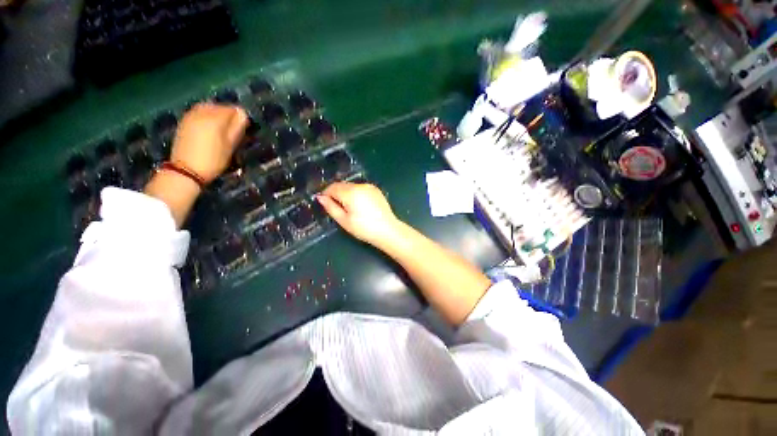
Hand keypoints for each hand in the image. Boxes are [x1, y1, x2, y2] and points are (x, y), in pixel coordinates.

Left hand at [170, 103, 248, 183]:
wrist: (186, 170)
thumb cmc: (213, 160)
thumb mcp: (230, 146)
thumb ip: (237, 128)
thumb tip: (243, 114)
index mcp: (215, 118)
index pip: (232, 109)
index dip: (240, 117)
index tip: (244, 127)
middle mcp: (202, 112)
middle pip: (219, 106)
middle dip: (228, 114)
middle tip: (234, 128)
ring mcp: (190, 116)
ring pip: (208, 107)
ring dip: (217, 114)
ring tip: (222, 127)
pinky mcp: (184, 121)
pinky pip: (199, 112)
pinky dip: (207, 115)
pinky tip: (210, 127)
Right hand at [317, 182, 399, 245]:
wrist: (388, 230)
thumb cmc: (364, 228)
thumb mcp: (344, 221)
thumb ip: (331, 207)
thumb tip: (320, 197)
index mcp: (351, 193)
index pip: (332, 187)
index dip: (326, 194)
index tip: (324, 202)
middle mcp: (360, 186)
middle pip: (342, 185)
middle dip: (336, 193)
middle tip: (336, 207)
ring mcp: (369, 187)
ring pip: (351, 186)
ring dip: (346, 193)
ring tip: (349, 208)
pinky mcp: (376, 190)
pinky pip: (361, 188)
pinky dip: (356, 193)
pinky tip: (359, 205)